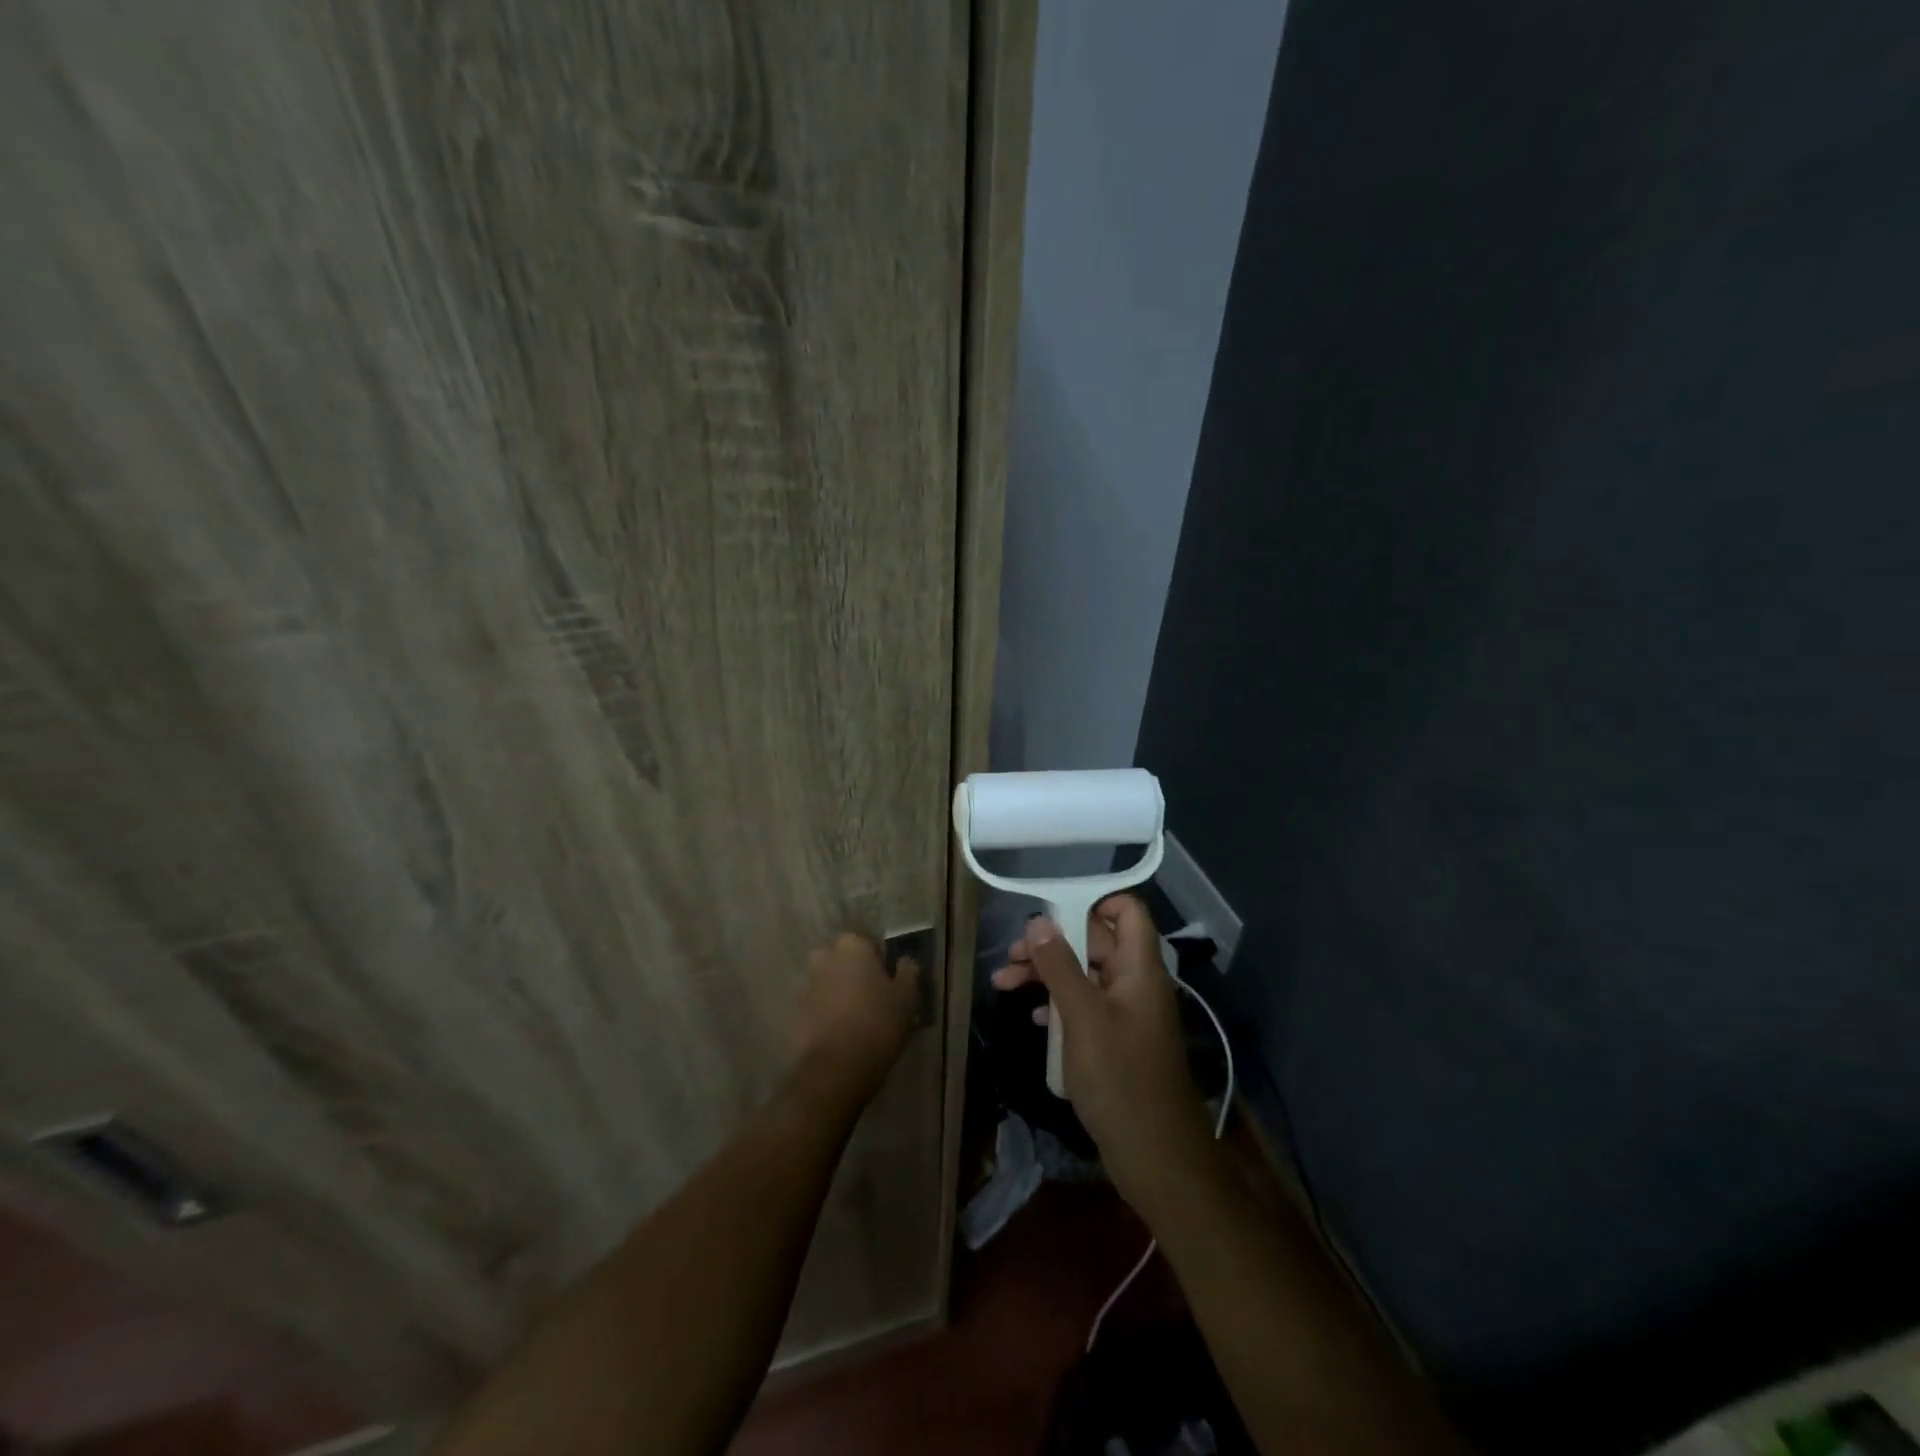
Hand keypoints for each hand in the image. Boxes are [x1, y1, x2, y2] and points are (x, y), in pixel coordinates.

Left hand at [788, 932, 919, 1098]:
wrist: (835, 1069)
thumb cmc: (877, 1025)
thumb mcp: (906, 999)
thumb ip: (907, 973)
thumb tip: (905, 960)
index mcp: (852, 948)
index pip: (864, 941)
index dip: (876, 958)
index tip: (886, 978)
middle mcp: (824, 959)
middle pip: (839, 959)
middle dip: (850, 972)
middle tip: (868, 996)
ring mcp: (804, 986)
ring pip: (823, 982)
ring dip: (834, 992)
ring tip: (851, 1018)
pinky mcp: (792, 1014)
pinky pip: (811, 1007)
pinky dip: (821, 1014)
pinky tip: (835, 1034)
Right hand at [992, 896, 1214, 1217]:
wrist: (1155, 1155)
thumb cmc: (1120, 1077)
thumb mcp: (1082, 1016)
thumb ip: (1059, 965)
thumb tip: (1038, 921)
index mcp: (1139, 968)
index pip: (1127, 911)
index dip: (1092, 902)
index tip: (1050, 912)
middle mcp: (1136, 983)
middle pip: (1095, 942)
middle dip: (1052, 943)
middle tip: (1010, 957)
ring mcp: (1127, 1013)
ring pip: (1085, 975)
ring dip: (1048, 975)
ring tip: (1004, 983)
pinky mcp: (1117, 1041)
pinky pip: (1086, 1007)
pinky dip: (1059, 1005)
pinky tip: (1034, 1018)